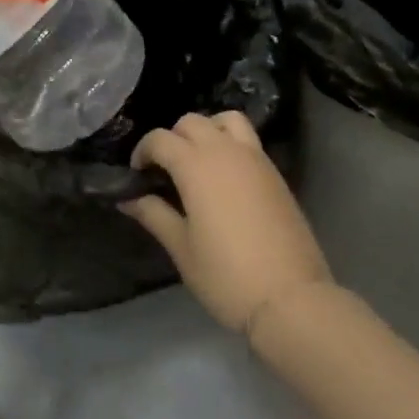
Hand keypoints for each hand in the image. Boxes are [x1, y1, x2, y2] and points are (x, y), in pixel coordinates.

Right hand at [121, 112, 335, 338]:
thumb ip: (154, 215)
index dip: (142, 151)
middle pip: (192, 122)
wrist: (290, 298)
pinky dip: (230, 143)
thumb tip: (128, 200)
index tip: (137, 175)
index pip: (160, 139)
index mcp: (196, 166)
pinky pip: (248, 140)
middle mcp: (225, 151)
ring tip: (198, 161)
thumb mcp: (182, 248)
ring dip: (207, 130)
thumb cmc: (226, 275)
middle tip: (165, 170)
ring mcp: (255, 159)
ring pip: (226, 120)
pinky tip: (224, 177)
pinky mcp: (275, 173)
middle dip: (172, 138)